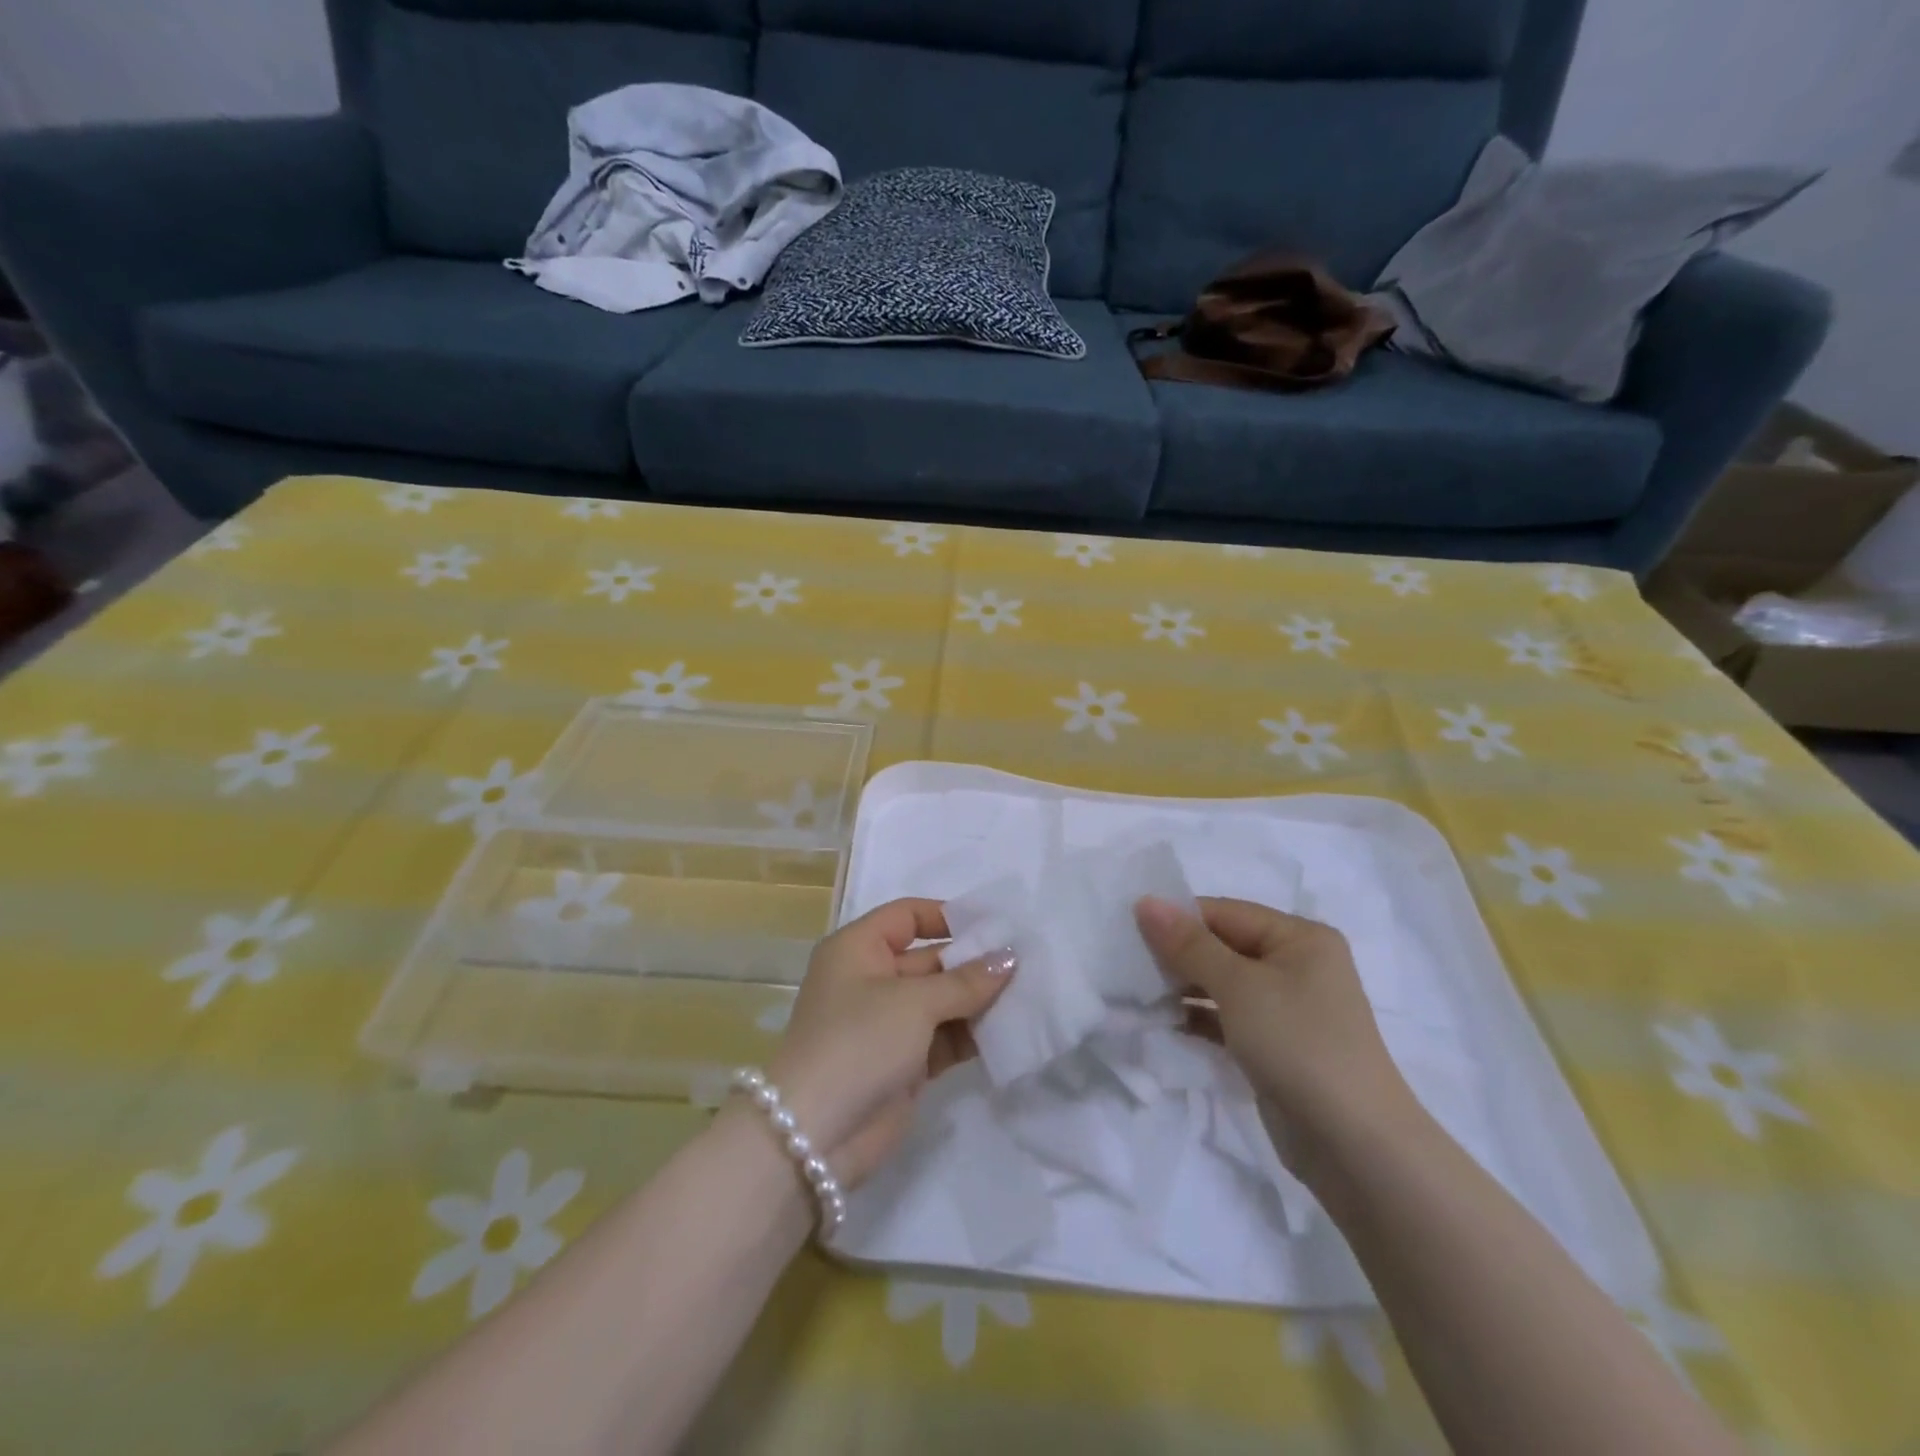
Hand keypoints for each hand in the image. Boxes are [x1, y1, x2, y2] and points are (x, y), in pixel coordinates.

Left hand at [764, 898, 1014, 1187]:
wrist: (816, 1137)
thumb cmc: (859, 1042)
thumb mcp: (914, 1002)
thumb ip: (965, 980)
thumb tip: (1010, 958)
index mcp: (858, 949)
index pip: (907, 916)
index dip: (948, 916)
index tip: (995, 925)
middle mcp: (871, 980)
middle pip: (930, 959)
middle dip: (975, 962)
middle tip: (1028, 961)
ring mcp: (887, 1023)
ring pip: (941, 1001)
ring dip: (979, 1000)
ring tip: (1030, 993)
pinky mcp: (903, 1063)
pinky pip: (945, 1037)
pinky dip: (973, 1034)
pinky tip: (1012, 1029)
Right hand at [1134, 896, 1415, 1148]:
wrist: (1355, 1146)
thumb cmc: (1298, 1044)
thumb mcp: (1239, 986)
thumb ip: (1188, 944)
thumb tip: (1145, 901)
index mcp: (1300, 938)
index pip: (1225, 913)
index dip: (1178, 919)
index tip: (1128, 930)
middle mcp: (1297, 966)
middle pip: (1223, 947)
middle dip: (1177, 956)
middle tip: (1126, 964)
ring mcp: (1288, 1009)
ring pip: (1222, 985)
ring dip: (1182, 989)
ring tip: (1136, 994)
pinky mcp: (1275, 1047)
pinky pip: (1227, 1019)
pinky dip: (1198, 1019)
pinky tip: (1162, 1023)